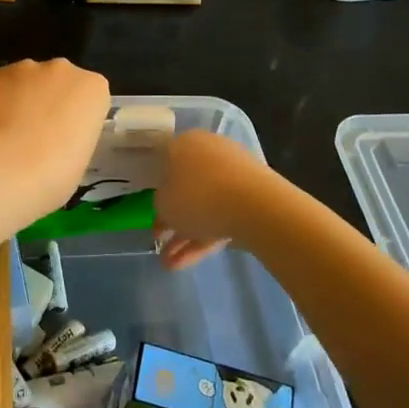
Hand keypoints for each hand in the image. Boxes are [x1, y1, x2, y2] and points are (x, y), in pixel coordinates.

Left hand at [0, 59, 109, 219]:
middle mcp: (62, 69)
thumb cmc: (55, 173)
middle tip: (37, 135)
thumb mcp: (81, 157)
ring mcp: (25, 68)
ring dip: (21, 99)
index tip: (66, 138)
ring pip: (25, 81)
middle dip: (49, 101)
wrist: (6, 169)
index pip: (89, 96)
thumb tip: (54, 136)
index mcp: (93, 88)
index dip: (76, 117)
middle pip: (58, 81)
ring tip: (8, 134)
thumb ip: (72, 134)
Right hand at [154, 130, 270, 268]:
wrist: (255, 206)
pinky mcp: (252, 197)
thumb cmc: (197, 196)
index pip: (165, 161)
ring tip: (169, 264)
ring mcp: (234, 175)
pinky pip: (222, 216)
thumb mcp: (163, 203)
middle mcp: (210, 152)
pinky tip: (186, 264)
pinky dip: (204, 239)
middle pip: (187, 187)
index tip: (152, 208)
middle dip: (172, 218)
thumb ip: (161, 203)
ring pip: (204, 206)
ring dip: (185, 235)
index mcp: (185, 143)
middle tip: (160, 240)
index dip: (157, 187)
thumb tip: (167, 204)